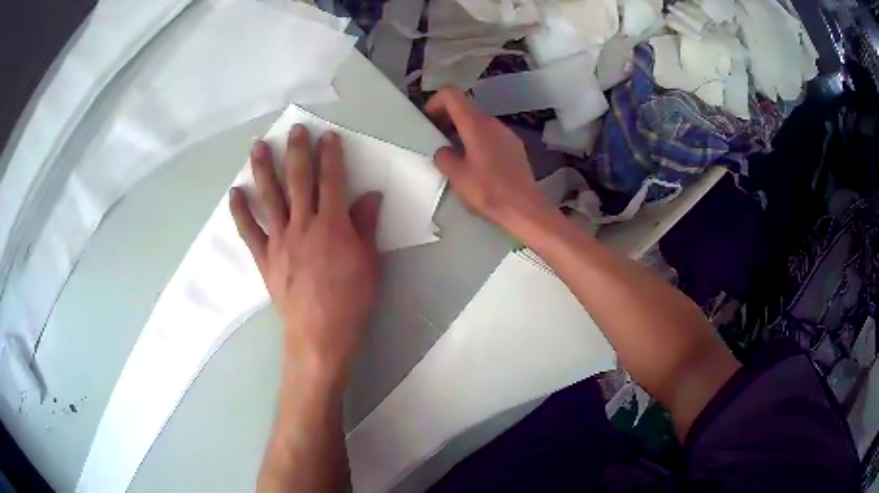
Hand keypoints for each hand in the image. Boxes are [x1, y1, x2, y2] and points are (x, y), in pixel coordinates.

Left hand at [230, 125, 381, 384]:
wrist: (320, 335)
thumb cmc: (351, 300)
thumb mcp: (369, 262)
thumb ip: (365, 225)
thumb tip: (370, 195)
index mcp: (332, 225)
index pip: (331, 181)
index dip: (330, 156)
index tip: (327, 137)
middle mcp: (303, 225)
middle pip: (298, 180)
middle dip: (297, 151)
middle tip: (294, 129)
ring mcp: (279, 240)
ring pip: (270, 197)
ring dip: (263, 169)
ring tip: (258, 146)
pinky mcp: (264, 258)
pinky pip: (249, 231)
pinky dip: (240, 211)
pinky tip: (235, 193)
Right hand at [425, 87, 552, 231]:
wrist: (524, 207)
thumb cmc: (488, 190)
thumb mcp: (457, 176)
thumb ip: (444, 157)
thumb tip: (445, 151)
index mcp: (475, 124)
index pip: (451, 94)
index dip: (435, 102)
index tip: (428, 121)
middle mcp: (492, 122)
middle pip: (465, 106)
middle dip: (446, 117)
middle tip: (436, 137)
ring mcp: (506, 132)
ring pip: (478, 121)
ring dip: (461, 129)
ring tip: (454, 152)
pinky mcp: (514, 145)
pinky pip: (490, 133)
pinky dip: (476, 138)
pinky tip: (475, 162)